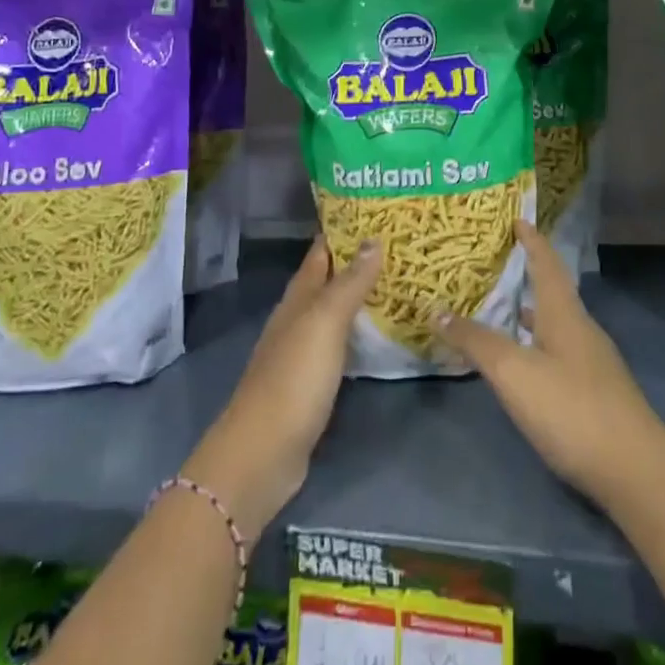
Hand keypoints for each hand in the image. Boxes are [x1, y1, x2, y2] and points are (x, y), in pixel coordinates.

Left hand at [183, 236, 380, 536]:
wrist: (262, 454)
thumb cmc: (293, 379)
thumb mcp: (324, 323)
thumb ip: (349, 283)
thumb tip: (373, 238)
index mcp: (298, 298)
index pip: (321, 251)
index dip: (344, 229)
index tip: (377, 210)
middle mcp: (299, 318)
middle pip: (330, 279)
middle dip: (359, 260)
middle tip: (401, 243)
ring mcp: (304, 352)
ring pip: (336, 311)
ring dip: (362, 295)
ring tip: (401, 280)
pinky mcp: (314, 383)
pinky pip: (342, 344)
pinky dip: (361, 331)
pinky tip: (383, 332)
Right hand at [432, 221, 664, 511]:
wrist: (636, 471)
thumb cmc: (572, 409)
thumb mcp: (514, 373)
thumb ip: (476, 342)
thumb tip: (437, 310)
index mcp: (564, 314)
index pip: (546, 263)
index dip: (531, 239)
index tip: (518, 217)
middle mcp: (581, 329)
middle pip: (553, 290)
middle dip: (528, 273)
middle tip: (498, 262)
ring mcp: (593, 362)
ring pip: (556, 323)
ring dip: (532, 311)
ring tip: (504, 307)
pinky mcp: (596, 392)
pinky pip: (560, 350)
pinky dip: (538, 342)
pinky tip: (526, 362)